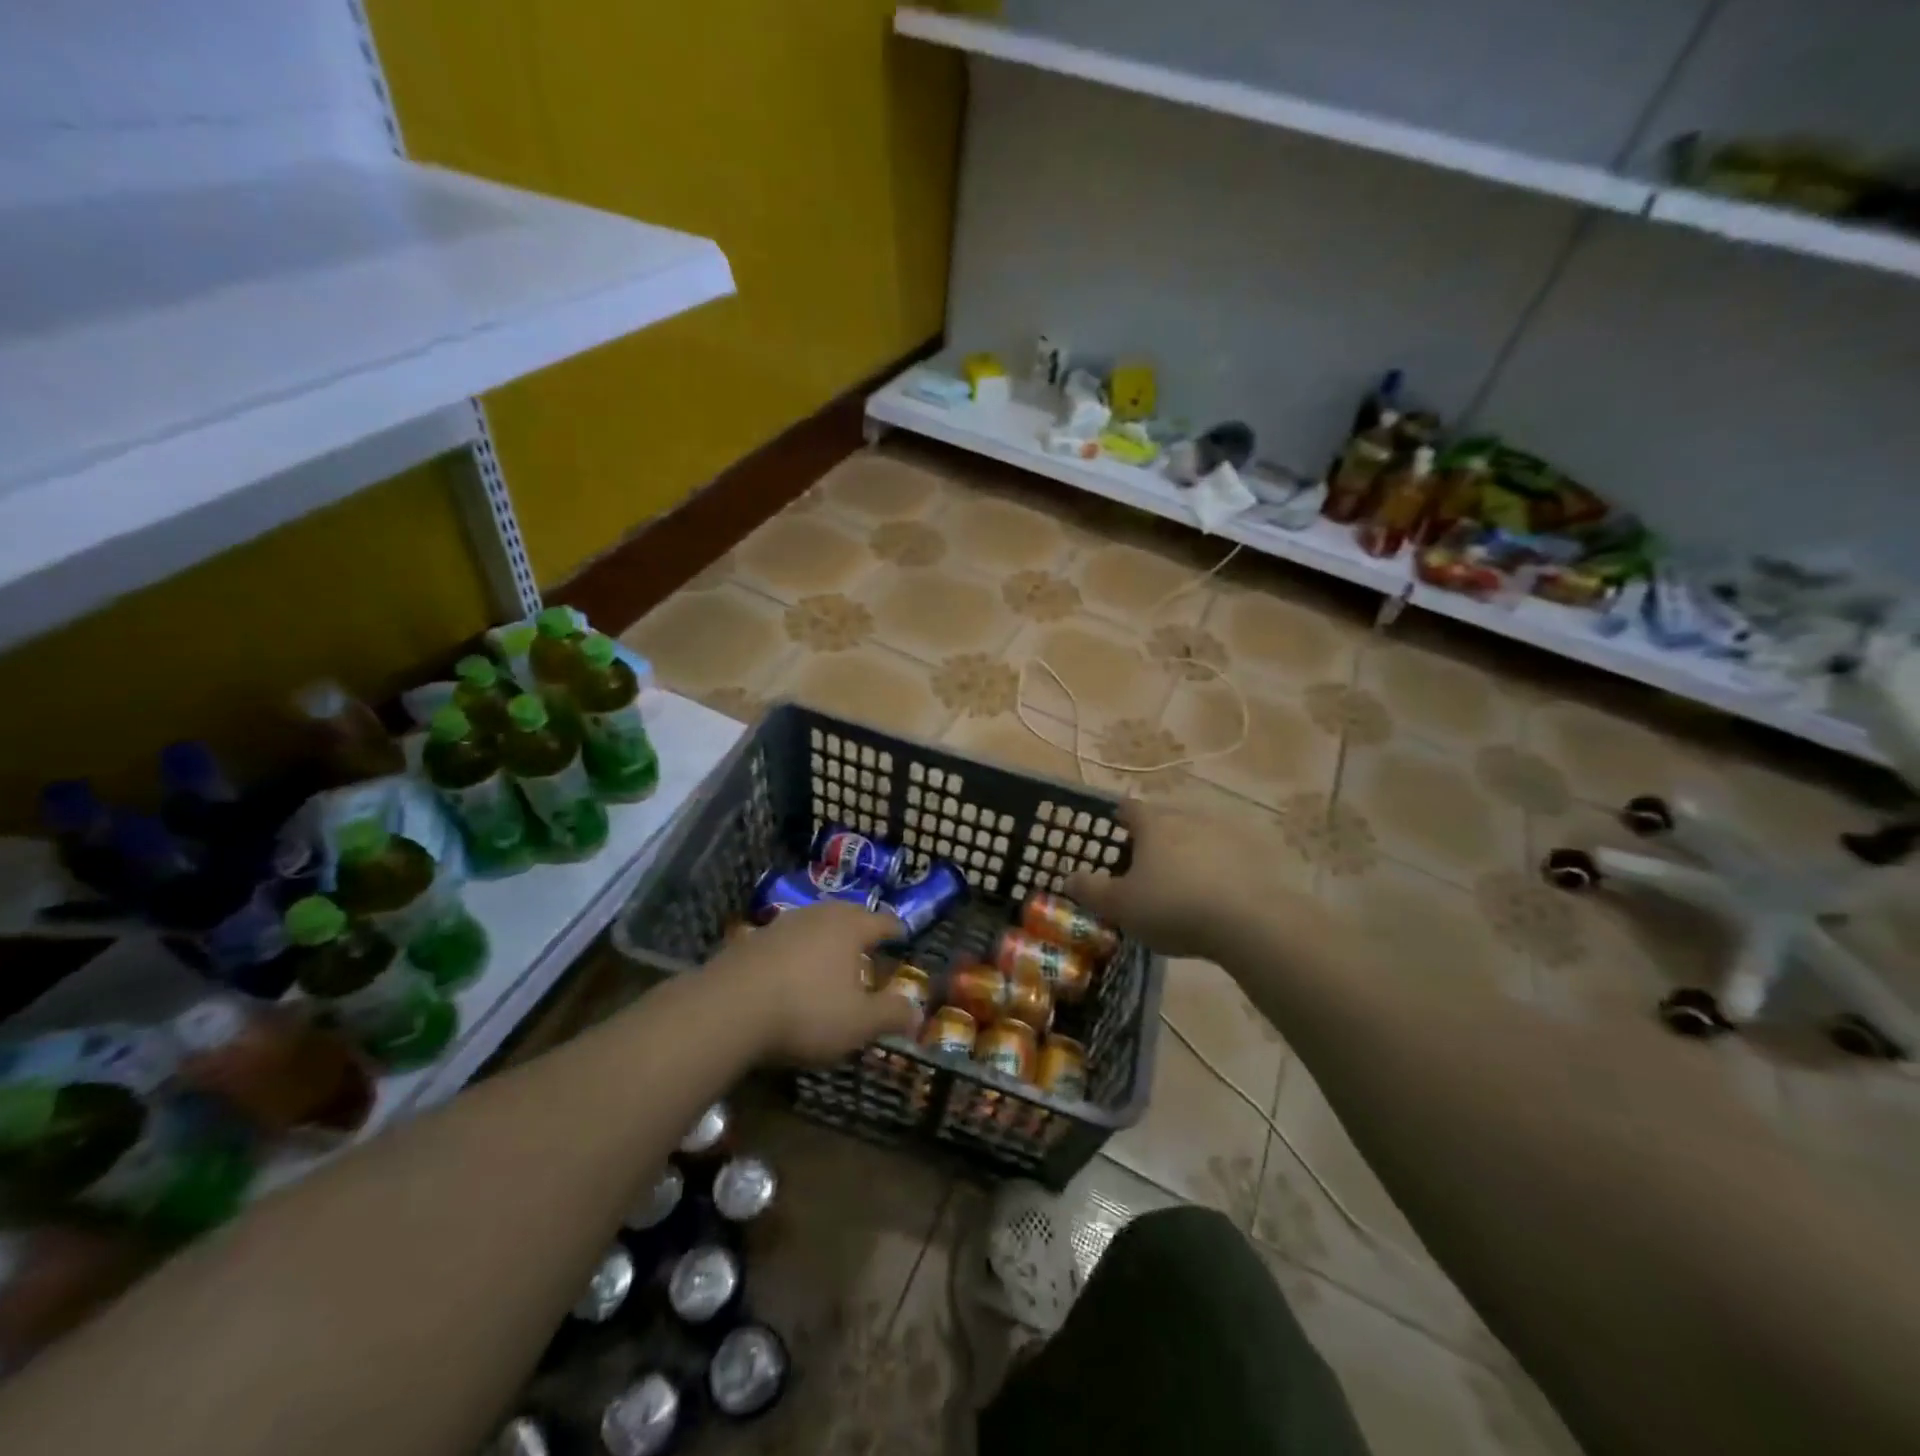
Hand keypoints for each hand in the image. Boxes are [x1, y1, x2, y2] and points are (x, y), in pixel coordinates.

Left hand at [709, 902, 919, 1064]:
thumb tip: (918, 1013)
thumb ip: (891, 1015)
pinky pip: (786, 940)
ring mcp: (781, 924)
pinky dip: (796, 951)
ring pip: (814, 924)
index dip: (896, 930)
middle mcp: (818, 915)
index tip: (903, 935)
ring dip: (826, 938)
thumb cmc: (806, 1011)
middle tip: (869, 944)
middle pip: (847, 914)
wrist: (727, 1008)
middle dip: (860, 927)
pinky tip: (792, 971)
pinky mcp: (751, 940)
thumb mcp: (859, 1023)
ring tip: (831, 957)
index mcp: (850, 927)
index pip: (883, 921)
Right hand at [1065, 800, 1309, 960]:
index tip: (1116, 823)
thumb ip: (1092, 890)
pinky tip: (1215, 894)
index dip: (1120, 815)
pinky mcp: (1254, 857)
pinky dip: (1216, 870)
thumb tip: (1068, 877)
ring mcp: (1225, 836)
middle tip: (1145, 860)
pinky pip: (1226, 858)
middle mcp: (1189, 819)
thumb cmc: (1173, 907)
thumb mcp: (1120, 905)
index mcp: (1154, 825)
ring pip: (1198, 837)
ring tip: (1181, 880)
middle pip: (1166, 820)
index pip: (1130, 809)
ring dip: (1188, 852)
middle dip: (1155, 836)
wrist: (1249, 922)